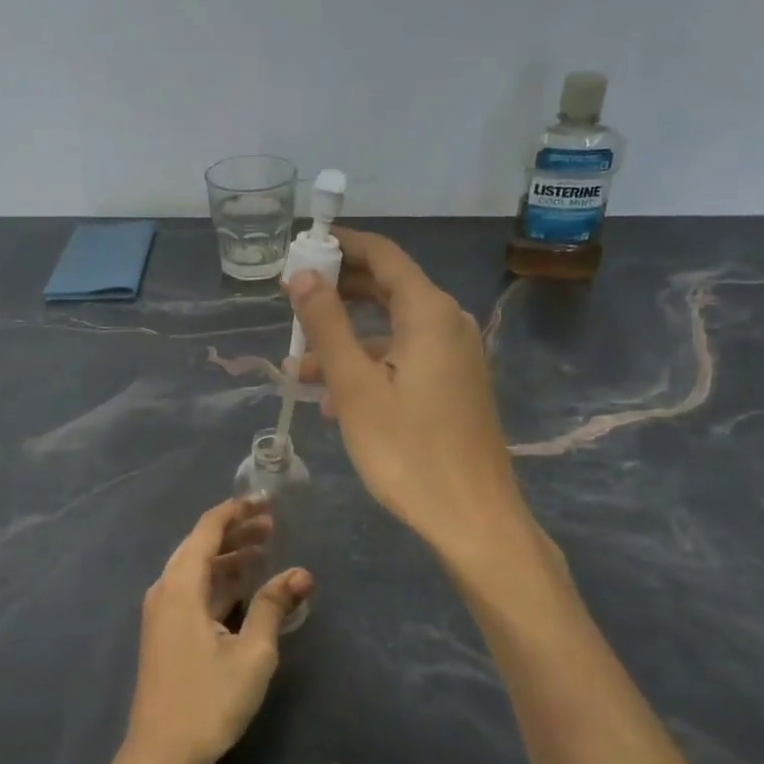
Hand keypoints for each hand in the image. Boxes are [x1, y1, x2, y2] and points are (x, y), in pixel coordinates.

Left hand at [121, 499, 312, 763]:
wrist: (160, 756)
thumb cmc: (208, 701)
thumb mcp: (252, 653)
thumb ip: (273, 606)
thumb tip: (301, 572)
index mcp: (181, 585)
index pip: (207, 529)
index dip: (236, 511)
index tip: (266, 501)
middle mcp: (166, 589)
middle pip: (200, 545)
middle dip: (236, 531)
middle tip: (273, 524)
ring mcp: (162, 611)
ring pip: (197, 568)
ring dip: (229, 556)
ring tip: (265, 548)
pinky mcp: (166, 631)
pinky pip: (193, 589)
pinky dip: (219, 580)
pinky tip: (245, 585)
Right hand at [288, 230, 530, 563]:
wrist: (473, 519)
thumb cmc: (408, 450)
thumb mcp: (354, 386)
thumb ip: (326, 324)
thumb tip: (301, 274)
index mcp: (428, 312)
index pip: (382, 255)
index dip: (340, 245)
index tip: (299, 247)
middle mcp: (448, 322)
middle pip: (388, 287)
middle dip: (337, 292)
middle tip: (290, 300)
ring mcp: (456, 355)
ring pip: (392, 329)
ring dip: (347, 339)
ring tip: (299, 367)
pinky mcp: (455, 384)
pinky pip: (405, 357)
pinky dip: (369, 365)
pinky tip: (334, 399)